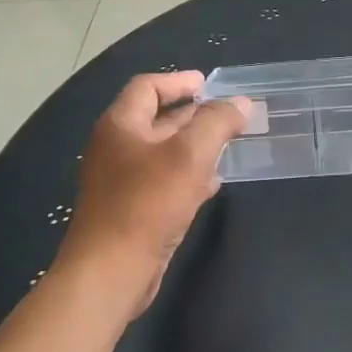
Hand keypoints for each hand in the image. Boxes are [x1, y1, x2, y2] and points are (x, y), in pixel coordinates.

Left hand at [58, 72, 250, 315]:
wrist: (111, 271)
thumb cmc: (147, 204)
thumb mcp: (189, 155)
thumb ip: (217, 123)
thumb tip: (241, 103)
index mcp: (120, 125)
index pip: (148, 86)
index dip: (179, 81)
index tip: (210, 84)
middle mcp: (116, 147)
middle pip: (157, 119)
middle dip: (194, 114)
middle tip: (230, 116)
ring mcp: (122, 181)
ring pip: (164, 152)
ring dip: (195, 146)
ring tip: (229, 146)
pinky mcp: (132, 209)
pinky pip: (163, 181)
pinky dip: (188, 175)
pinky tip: (212, 184)